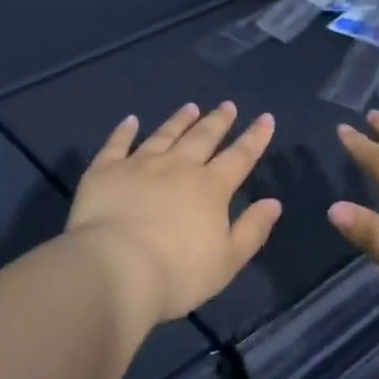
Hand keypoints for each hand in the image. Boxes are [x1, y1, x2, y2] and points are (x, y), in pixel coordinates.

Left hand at [67, 102, 281, 326]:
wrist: (116, 269)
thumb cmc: (178, 273)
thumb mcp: (227, 260)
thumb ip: (252, 230)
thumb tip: (273, 202)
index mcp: (210, 188)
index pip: (239, 157)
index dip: (255, 138)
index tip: (265, 118)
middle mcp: (177, 167)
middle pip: (202, 138)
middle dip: (218, 121)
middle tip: (227, 105)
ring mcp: (139, 165)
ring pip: (164, 135)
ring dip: (179, 120)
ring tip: (190, 107)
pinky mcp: (105, 171)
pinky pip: (117, 144)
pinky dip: (124, 131)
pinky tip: (130, 120)